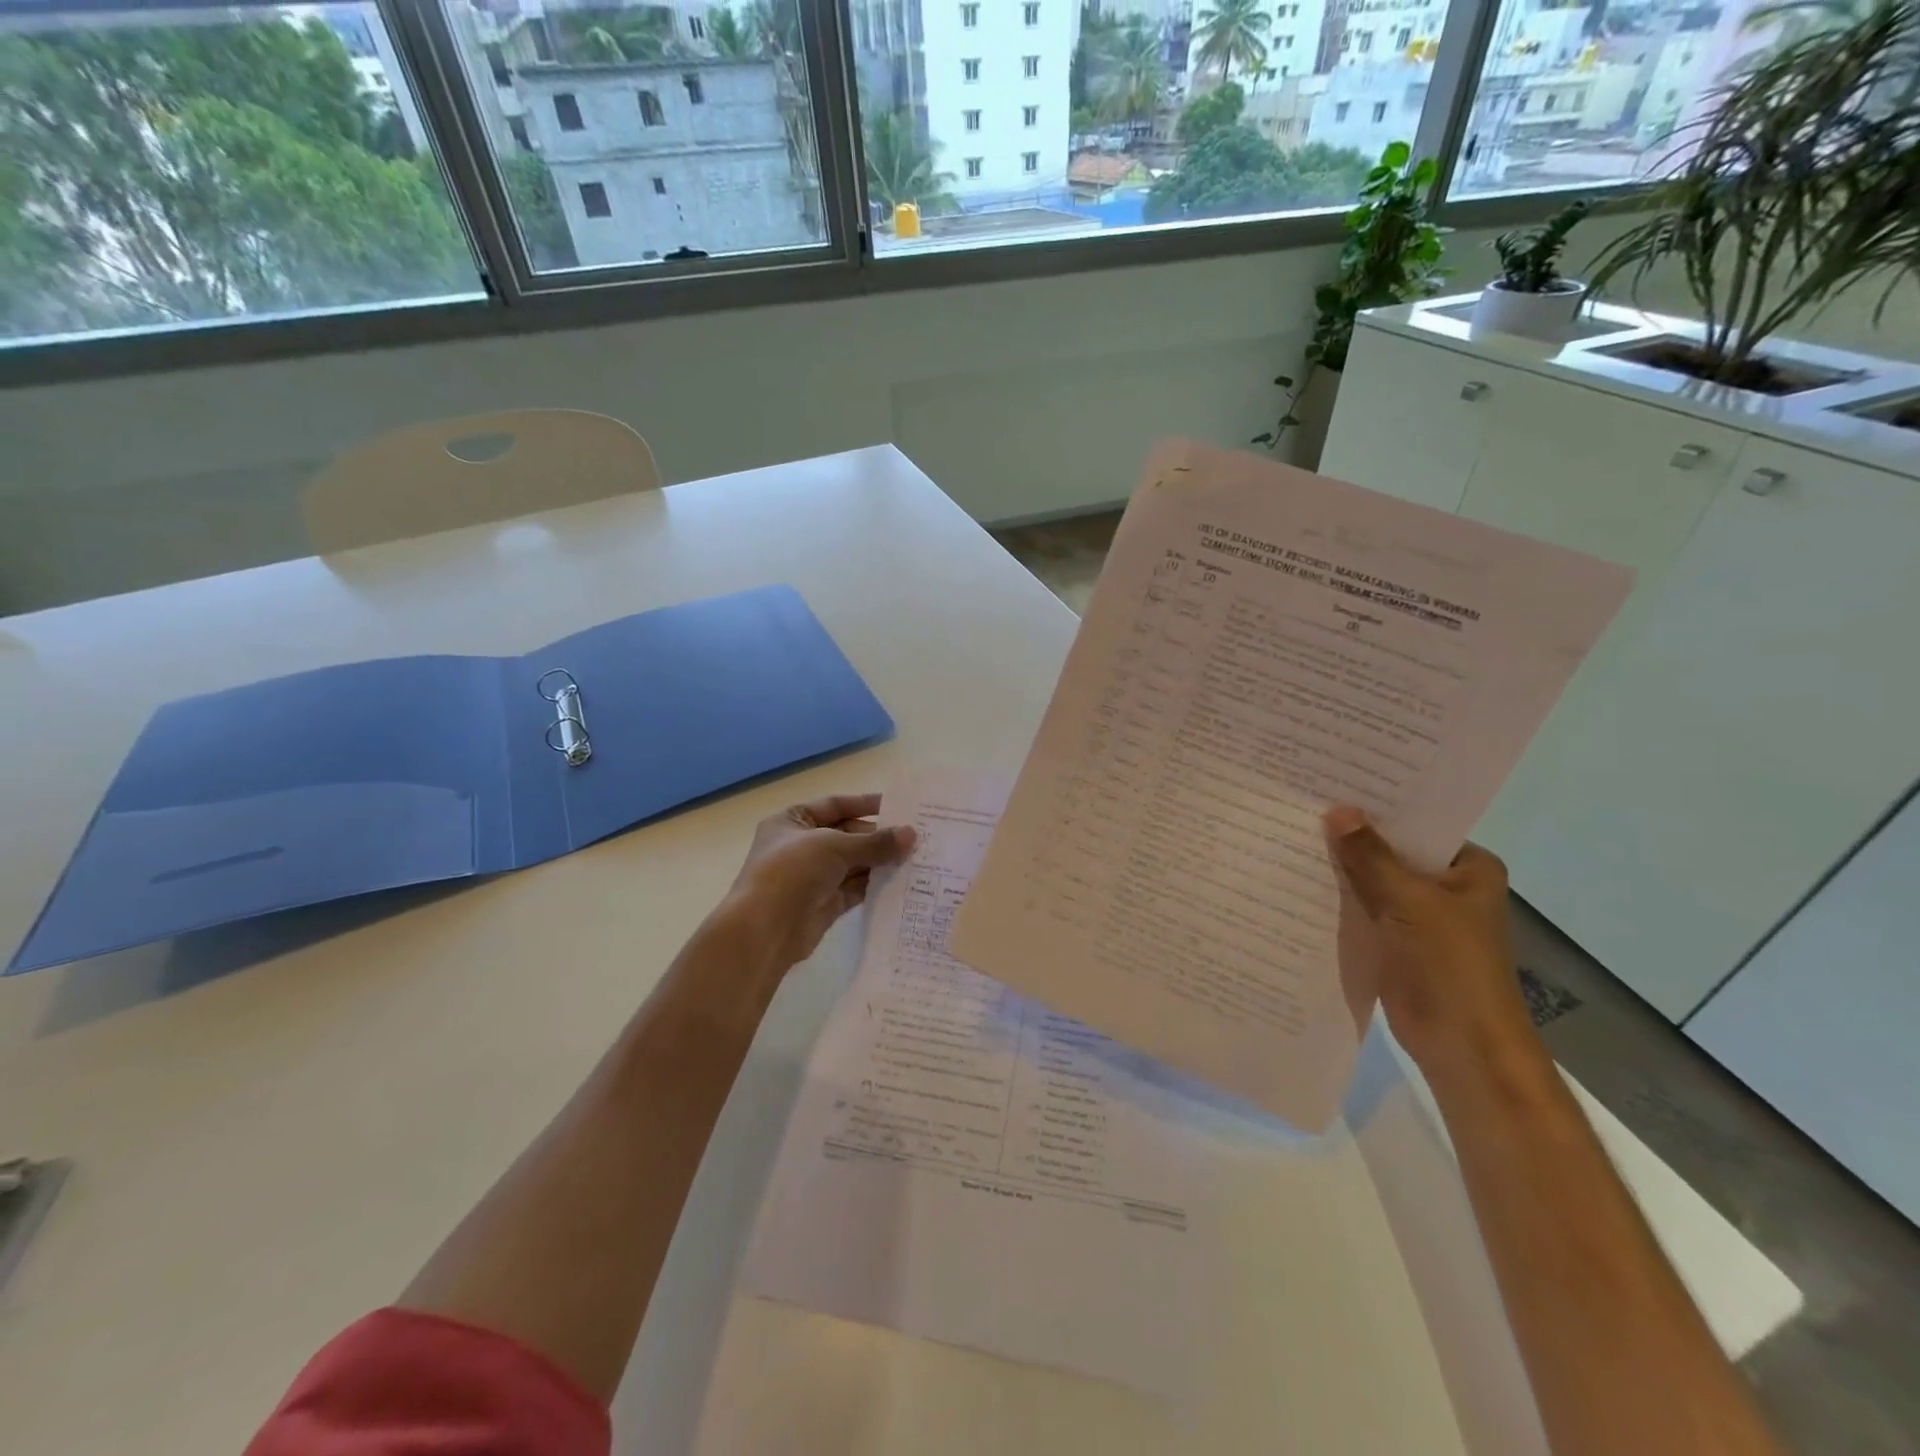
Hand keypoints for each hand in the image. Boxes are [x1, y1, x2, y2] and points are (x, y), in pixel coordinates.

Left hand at [721, 794, 916, 974]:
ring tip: (916, 857)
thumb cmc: (792, 872)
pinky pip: (855, 888)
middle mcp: (801, 846)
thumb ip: (875, 842)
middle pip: (847, 835)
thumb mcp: (835, 846)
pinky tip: (901, 880)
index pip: (835, 805)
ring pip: (853, 863)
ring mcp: (812, 876)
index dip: (865, 804)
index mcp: (792, 821)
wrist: (765, 930)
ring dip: (880, 861)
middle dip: (878, 837)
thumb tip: (912, 835)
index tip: (899, 807)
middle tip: (915, 837)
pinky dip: (875, 884)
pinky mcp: (824, 903)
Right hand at [1323, 805, 1538, 1078]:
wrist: (1460, 1044)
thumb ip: (1370, 857)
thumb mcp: (1409, 902)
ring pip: (1372, 879)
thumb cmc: (1450, 965)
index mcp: (1468, 868)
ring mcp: (1418, 914)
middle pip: (1391, 850)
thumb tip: (1337, 811)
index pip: (1418, 823)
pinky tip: (1297, 878)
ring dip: (1340, 867)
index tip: (1334, 784)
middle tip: (1302, 804)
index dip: (1378, 806)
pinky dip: (1336, 898)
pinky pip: (1360, 908)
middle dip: (1352, 836)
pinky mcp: (1392, 939)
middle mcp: (1445, 885)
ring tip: (1290, 833)